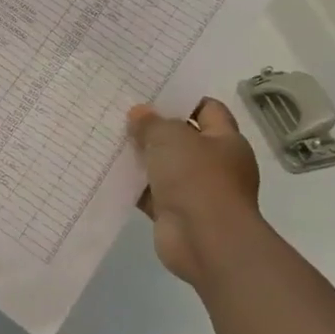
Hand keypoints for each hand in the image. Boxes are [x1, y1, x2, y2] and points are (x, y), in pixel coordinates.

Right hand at [127, 97, 264, 286]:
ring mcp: (195, 191)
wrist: (206, 241)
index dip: (182, 99)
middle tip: (123, 113)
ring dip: (141, 157)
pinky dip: (134, 185)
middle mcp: (214, 164)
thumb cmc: (197, 179)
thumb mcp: (171, 138)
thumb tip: (139, 114)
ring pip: (164, 166)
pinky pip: (151, 193)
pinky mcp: (175, 213)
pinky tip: (109, 171)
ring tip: (110, 138)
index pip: (208, 109)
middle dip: (155, 128)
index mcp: (225, 141)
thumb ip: (153, 123)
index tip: (152, 92)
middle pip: (183, 138)